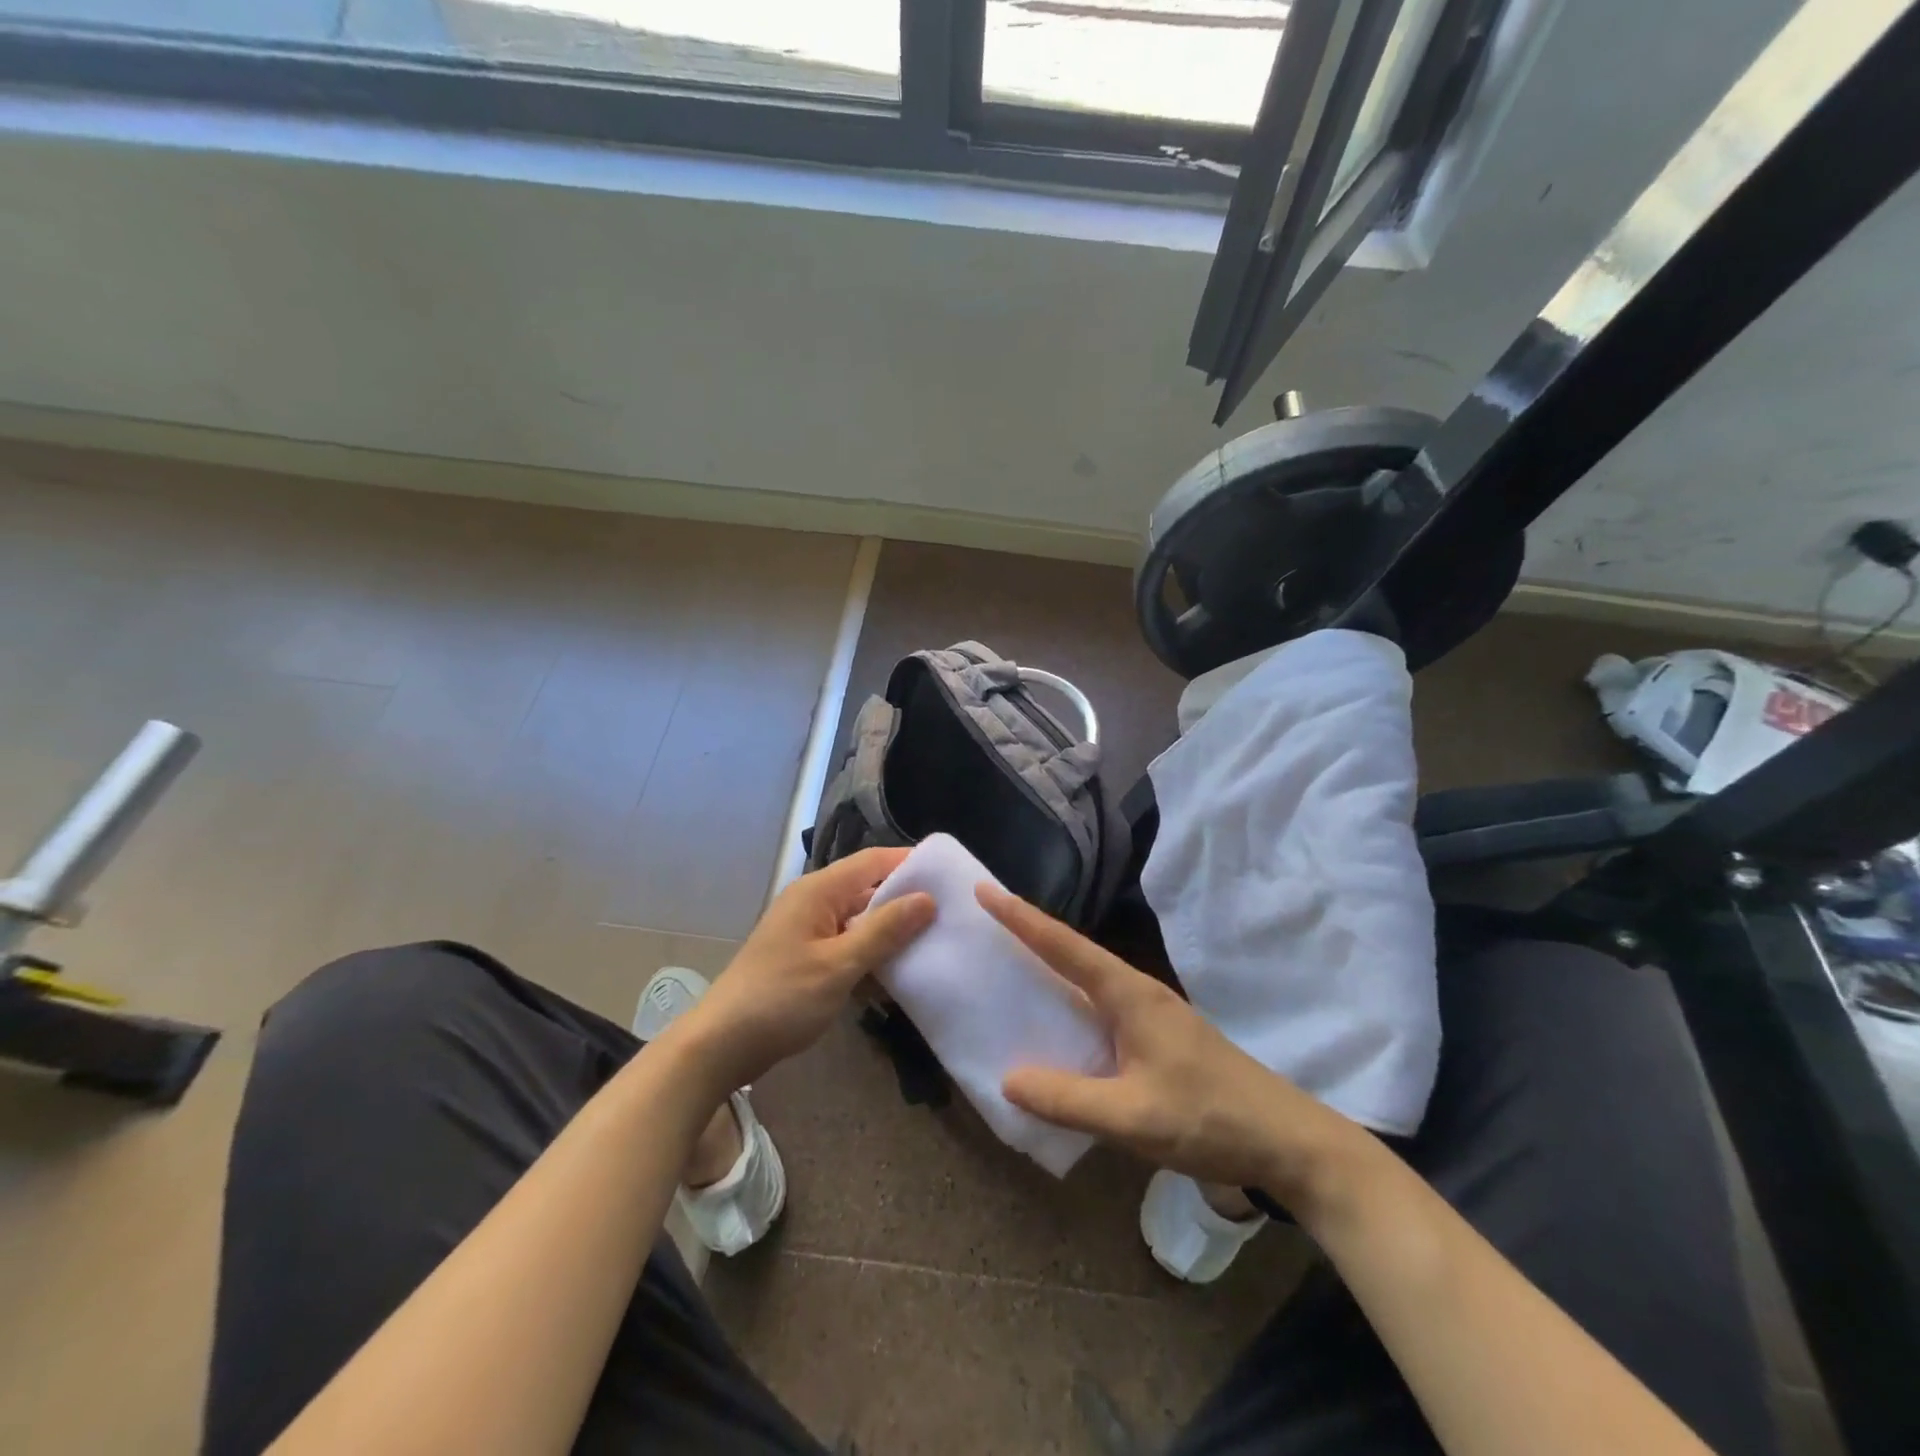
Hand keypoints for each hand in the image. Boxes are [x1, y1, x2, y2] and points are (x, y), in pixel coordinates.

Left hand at [670, 848, 934, 1094]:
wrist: (721, 1045)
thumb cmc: (781, 999)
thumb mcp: (839, 965)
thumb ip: (884, 930)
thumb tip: (927, 898)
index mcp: (818, 891)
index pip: (873, 861)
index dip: (910, 862)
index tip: (950, 875)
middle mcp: (813, 901)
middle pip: (868, 888)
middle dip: (906, 899)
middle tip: (951, 913)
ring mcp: (808, 930)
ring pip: (860, 919)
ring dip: (891, 930)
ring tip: (936, 940)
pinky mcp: (806, 957)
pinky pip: (848, 943)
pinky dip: (871, 953)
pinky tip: (899, 972)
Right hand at [980, 884, 1360, 1209]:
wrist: (1285, 1141)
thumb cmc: (1210, 1118)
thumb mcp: (1134, 1117)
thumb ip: (1069, 1100)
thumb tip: (1008, 1079)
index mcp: (1129, 994)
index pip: (1064, 946)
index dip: (1022, 918)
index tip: (985, 891)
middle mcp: (1136, 993)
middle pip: (1073, 952)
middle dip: (1029, 931)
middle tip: (986, 918)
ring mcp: (1148, 1014)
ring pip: (1086, 979)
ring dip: (1048, 966)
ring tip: (1006, 962)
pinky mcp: (1155, 1037)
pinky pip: (1098, 1007)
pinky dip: (1067, 1002)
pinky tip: (1053, 1024)